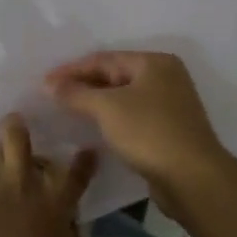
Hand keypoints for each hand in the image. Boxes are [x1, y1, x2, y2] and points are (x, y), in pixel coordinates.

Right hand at [45, 51, 230, 190]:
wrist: (192, 178)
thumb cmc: (149, 132)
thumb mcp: (107, 108)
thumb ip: (76, 93)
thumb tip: (50, 85)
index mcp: (154, 63)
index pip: (104, 59)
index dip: (71, 70)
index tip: (44, 82)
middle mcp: (165, 77)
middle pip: (115, 75)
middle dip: (83, 85)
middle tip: (52, 95)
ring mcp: (170, 104)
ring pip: (123, 97)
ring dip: (95, 103)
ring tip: (66, 110)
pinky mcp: (169, 130)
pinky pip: (132, 116)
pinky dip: (110, 118)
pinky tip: (92, 127)